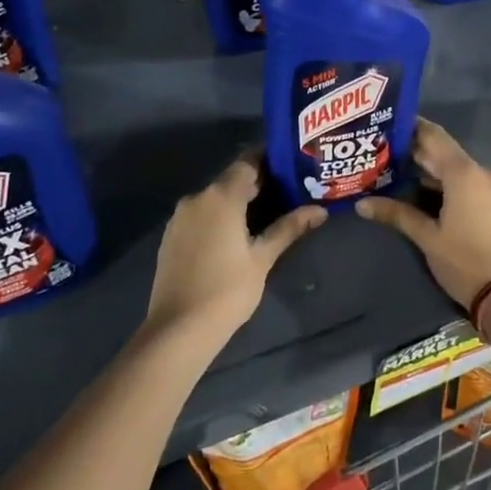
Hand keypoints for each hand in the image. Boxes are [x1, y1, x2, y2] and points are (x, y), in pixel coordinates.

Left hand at [147, 156, 326, 347]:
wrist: (178, 329)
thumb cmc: (227, 290)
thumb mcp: (263, 258)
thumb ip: (289, 228)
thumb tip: (320, 210)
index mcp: (221, 196)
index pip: (247, 161)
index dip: (269, 160)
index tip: (291, 166)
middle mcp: (197, 198)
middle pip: (231, 179)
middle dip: (257, 183)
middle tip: (287, 193)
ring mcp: (180, 217)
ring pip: (214, 198)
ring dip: (237, 201)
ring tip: (265, 215)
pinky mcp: (171, 236)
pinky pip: (201, 215)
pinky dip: (219, 216)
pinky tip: (235, 235)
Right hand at [355, 118, 490, 314]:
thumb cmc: (465, 261)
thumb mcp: (427, 238)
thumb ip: (396, 214)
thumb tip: (361, 204)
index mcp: (464, 173)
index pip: (433, 136)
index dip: (410, 127)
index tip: (386, 125)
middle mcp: (482, 172)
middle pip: (444, 153)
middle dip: (416, 153)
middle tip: (383, 153)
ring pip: (456, 170)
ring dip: (431, 171)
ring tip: (397, 174)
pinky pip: (469, 183)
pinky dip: (447, 184)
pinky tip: (424, 194)